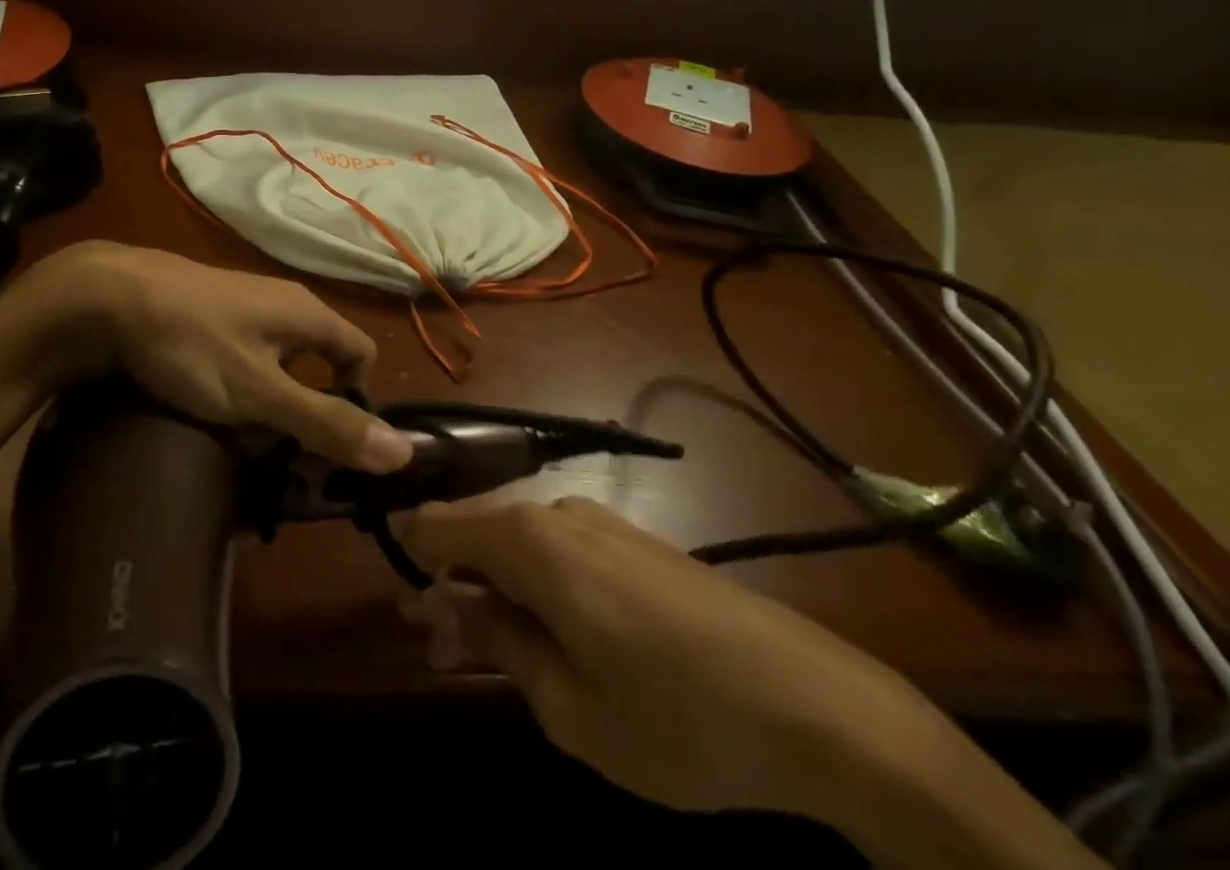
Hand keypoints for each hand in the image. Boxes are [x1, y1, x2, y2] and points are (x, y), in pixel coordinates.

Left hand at [0, 242, 413, 473]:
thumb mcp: (261, 392)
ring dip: (266, 404)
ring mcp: (239, 307)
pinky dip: (235, 388)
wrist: (106, 298)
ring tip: (237, 441)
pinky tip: (206, 410)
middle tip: (278, 456)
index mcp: (306, 313)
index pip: (360, 353)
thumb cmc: (192, 343)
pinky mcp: (205, 316)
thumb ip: (326, 422)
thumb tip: (403, 452)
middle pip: (316, 361)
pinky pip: (239, 357)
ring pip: (274, 363)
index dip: (357, 398)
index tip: (328, 444)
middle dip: (305, 411)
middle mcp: (280, 303)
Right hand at [402, 495, 943, 820]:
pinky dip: (538, 585)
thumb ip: (497, 642)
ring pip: (518, 543)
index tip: (409, 616)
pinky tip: (559, 637)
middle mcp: (557, 512)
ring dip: (496, 588)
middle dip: (453, 585)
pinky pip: (560, 551)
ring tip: (506, 655)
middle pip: (476, 533)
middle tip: (449, 652)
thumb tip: (445, 604)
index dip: (410, 562)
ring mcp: (601, 523)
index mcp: (529, 540)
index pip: (435, 524)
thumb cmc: (680, 718)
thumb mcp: (570, 707)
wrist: (820, 706)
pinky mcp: (634, 541)